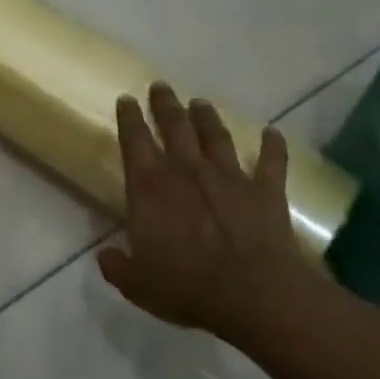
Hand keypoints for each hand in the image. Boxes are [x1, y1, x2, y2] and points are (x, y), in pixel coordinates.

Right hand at [98, 83, 325, 344]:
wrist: (251, 291)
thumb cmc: (186, 286)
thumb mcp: (138, 284)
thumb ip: (118, 267)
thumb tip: (105, 257)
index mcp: (149, 187)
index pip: (134, 141)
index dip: (129, 118)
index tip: (126, 100)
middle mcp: (186, 170)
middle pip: (174, 126)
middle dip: (165, 104)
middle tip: (161, 86)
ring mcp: (228, 176)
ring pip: (215, 135)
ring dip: (207, 117)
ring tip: (200, 102)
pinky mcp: (264, 189)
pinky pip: (271, 161)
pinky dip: (273, 146)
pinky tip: (273, 133)